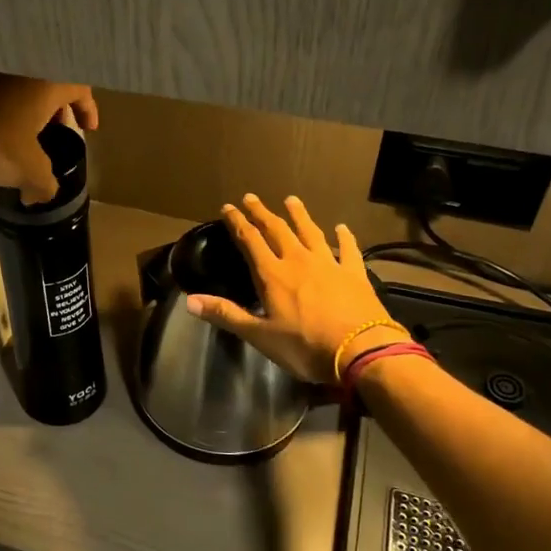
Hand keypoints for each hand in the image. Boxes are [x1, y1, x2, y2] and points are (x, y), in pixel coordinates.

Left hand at [0, 72, 97, 202]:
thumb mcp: (28, 171)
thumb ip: (45, 184)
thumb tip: (43, 195)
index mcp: (45, 83)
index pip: (79, 87)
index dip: (88, 108)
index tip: (88, 128)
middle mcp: (22, 70)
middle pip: (52, 84)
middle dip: (61, 108)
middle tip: (63, 130)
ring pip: (25, 88)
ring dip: (34, 109)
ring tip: (33, 137)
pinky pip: (2, 93)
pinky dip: (10, 110)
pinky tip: (3, 135)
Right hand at [187, 195, 394, 384]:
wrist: (361, 351)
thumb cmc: (305, 347)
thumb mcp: (260, 336)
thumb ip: (226, 314)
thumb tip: (189, 300)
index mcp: (273, 275)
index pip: (251, 241)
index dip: (238, 223)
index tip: (228, 208)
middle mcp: (299, 260)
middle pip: (278, 230)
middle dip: (262, 213)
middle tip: (252, 198)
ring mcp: (329, 264)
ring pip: (311, 232)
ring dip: (299, 215)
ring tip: (291, 200)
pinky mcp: (355, 274)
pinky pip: (348, 250)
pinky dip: (344, 237)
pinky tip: (342, 228)